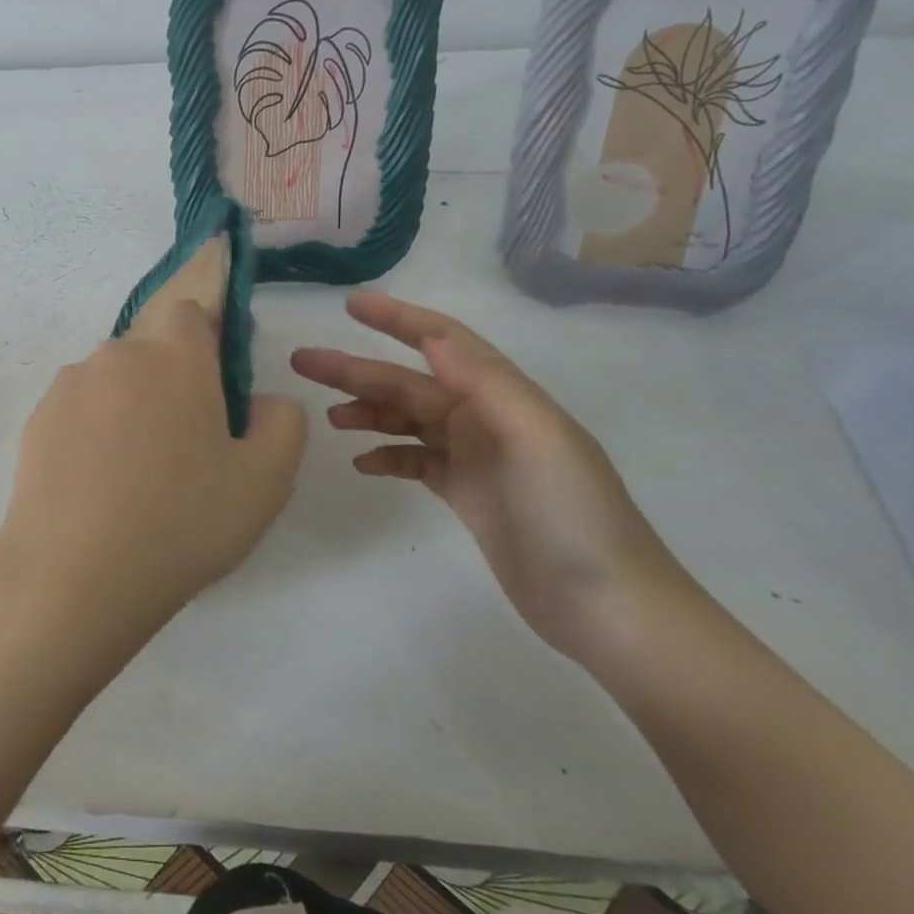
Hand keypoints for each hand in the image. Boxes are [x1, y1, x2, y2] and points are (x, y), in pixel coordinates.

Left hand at [0, 238, 307, 662]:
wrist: (74, 578)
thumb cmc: (182, 522)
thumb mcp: (266, 480)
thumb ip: (283, 421)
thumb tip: (260, 401)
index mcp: (175, 356)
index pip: (191, 315)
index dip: (207, 345)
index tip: (217, 393)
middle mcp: (117, 356)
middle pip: (151, 352)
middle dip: (170, 384)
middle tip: (184, 449)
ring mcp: (69, 387)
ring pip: (112, 382)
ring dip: (129, 409)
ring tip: (135, 477)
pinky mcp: (35, 421)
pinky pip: (78, 412)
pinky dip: (92, 434)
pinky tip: (96, 488)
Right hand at [290, 292, 689, 661]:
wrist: (609, 609)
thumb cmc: (573, 515)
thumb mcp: (535, 436)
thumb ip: (483, 381)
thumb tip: (432, 335)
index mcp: (502, 396)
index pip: (442, 341)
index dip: (397, 319)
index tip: (350, 304)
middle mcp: (486, 418)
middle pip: (410, 382)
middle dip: (358, 370)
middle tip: (304, 362)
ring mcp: (475, 458)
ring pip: (407, 420)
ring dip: (367, 412)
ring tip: (329, 417)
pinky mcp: (467, 495)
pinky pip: (416, 462)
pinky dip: (387, 456)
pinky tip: (362, 462)